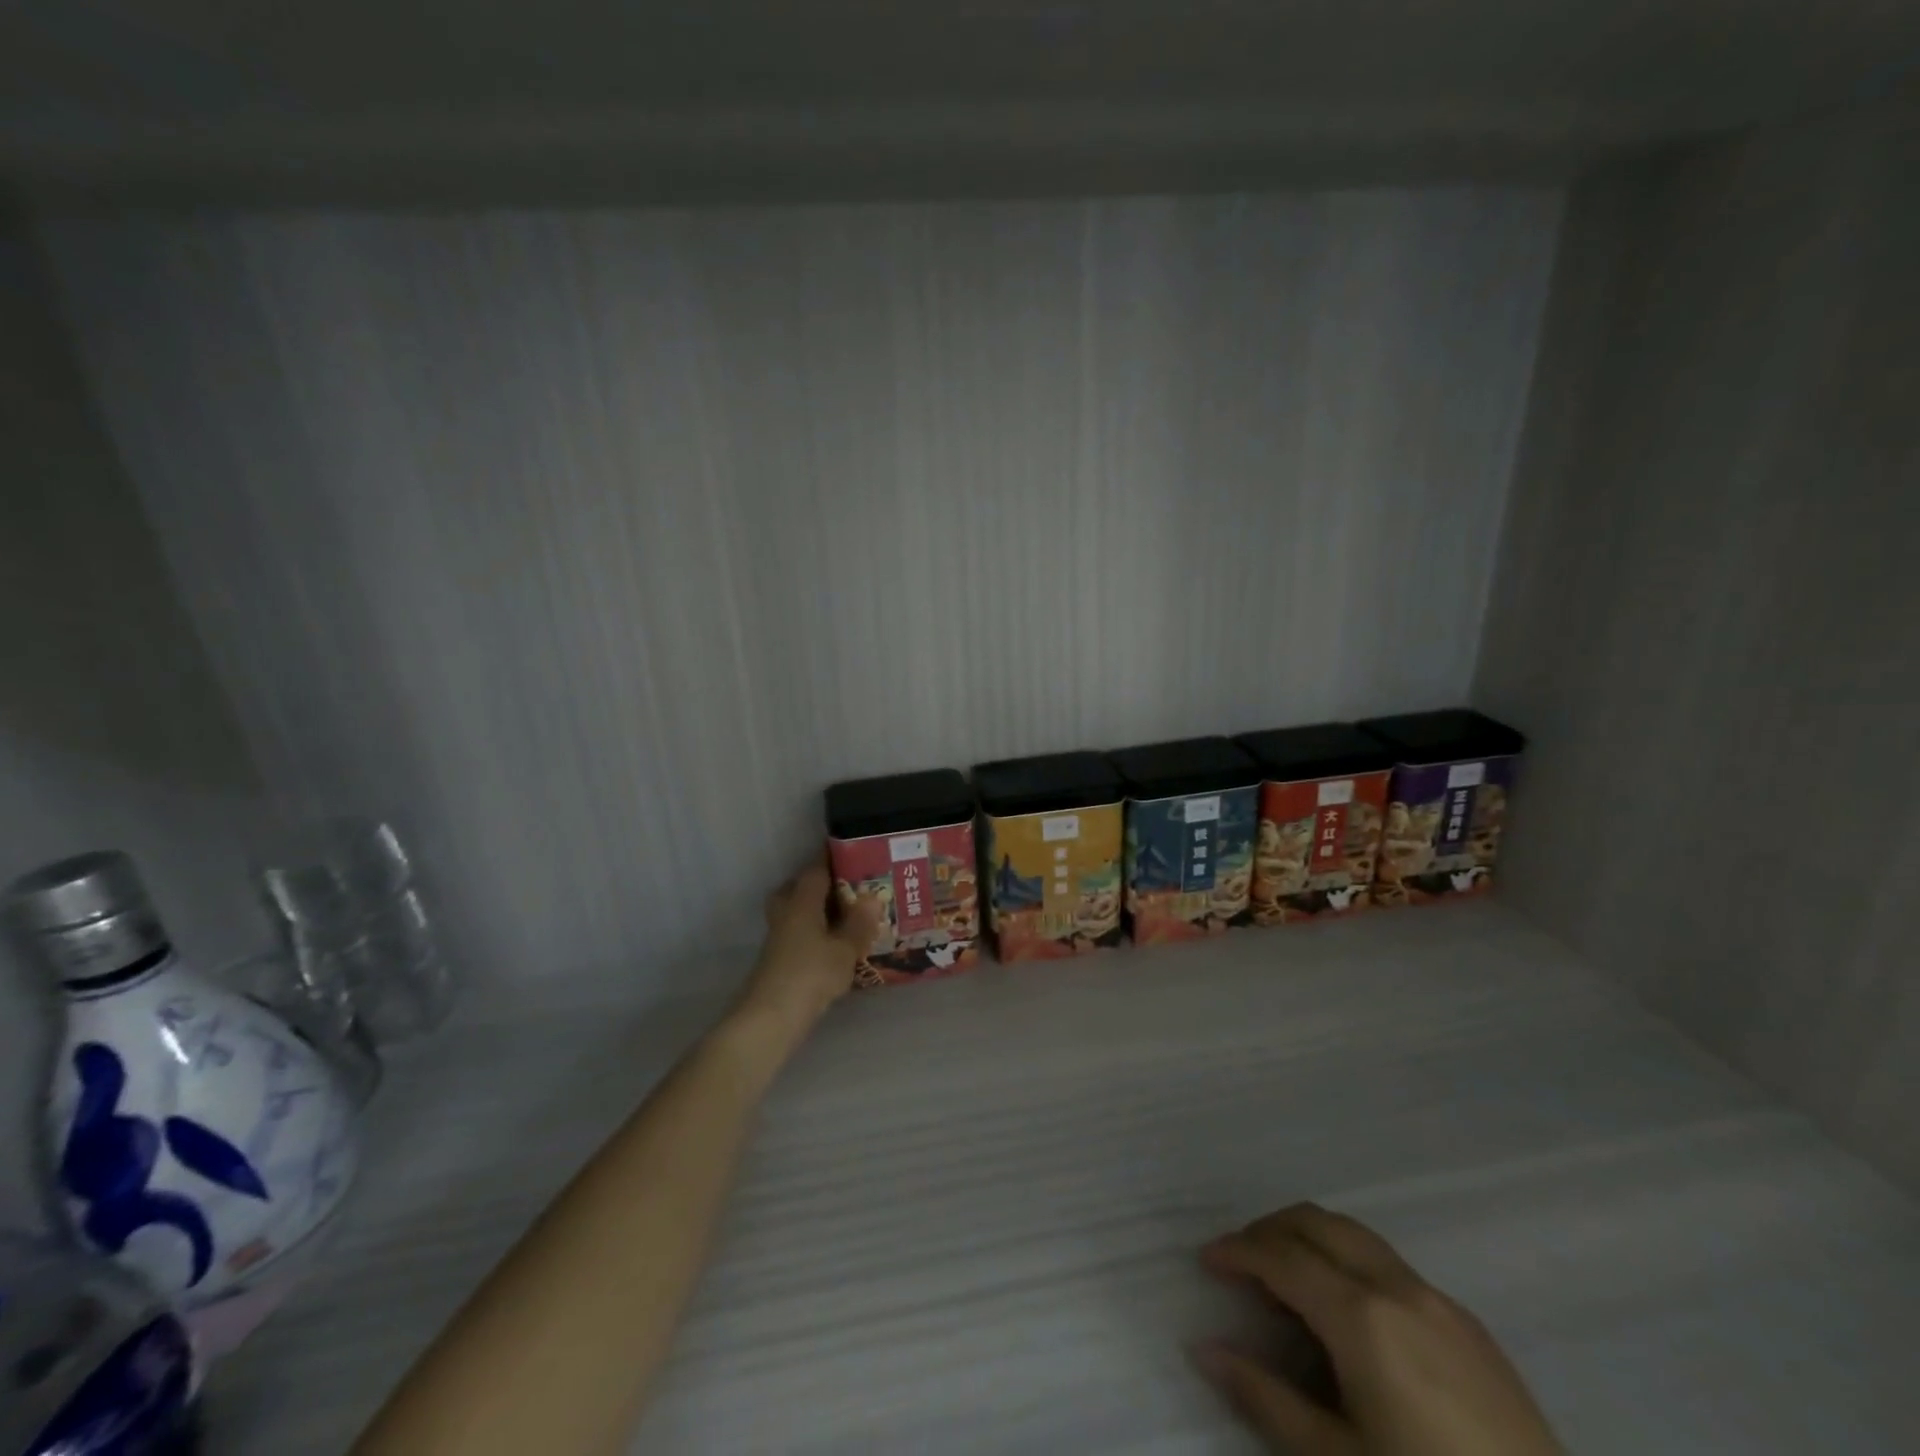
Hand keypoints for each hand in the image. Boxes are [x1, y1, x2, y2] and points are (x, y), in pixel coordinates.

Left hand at [738, 860, 879, 1032]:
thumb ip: (859, 924)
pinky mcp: (779, 961)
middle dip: (817, 885)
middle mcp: (786, 914)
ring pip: (795, 913)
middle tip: (845, 886)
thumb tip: (872, 897)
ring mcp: (779, 939)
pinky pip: (798, 934)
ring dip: (815, 910)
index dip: (831, 859)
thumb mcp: (844, 949)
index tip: (850, 851)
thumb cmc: (811, 975)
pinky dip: (814, 933)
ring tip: (845, 916)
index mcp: (801, 903)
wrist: (771, 1017)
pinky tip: (833, 945)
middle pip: (796, 889)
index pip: (815, 870)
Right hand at [1194, 1204, 1560, 1455]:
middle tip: (1241, 1263)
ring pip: (1355, 1234)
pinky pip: (1390, 1264)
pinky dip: (1349, 1262)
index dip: (1236, 1250)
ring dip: (1310, 1238)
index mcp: (1360, 1314)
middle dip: (1269, 1230)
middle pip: (1316, 1223)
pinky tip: (1351, 1317)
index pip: (1279, 1256)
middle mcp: (1396, 1285)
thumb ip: (1265, 1397)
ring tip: (1287, 1280)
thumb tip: (1203, 1349)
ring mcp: (1438, 1299)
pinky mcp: (1469, 1323)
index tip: (1205, 1260)